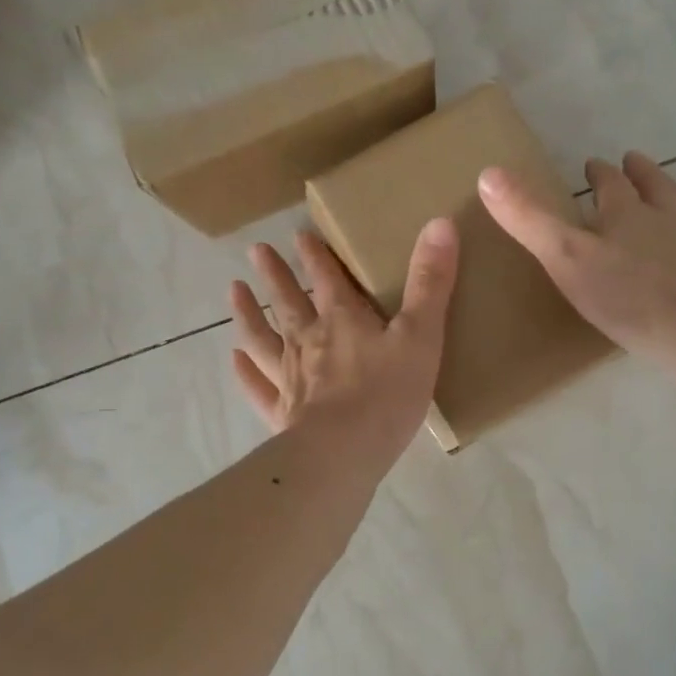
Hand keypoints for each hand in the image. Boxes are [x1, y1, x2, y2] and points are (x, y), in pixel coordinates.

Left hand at [229, 222, 459, 466]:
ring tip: (234, 291)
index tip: (299, 235)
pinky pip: (258, 388)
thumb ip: (431, 282)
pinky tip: (236, 359)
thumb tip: (441, 222)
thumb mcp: (421, 335)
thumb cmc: (387, 394)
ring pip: (263, 338)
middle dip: (275, 274)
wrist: (344, 453)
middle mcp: (309, 342)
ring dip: (248, 313)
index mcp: (343, 321)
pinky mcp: (282, 414)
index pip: (327, 279)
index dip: (315, 256)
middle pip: (288, 302)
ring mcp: (290, 378)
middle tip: (256, 251)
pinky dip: (245, 372)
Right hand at [480, 151, 675, 361]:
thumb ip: (527, 217)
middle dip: (644, 173)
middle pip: (658, 188)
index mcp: (627, 215)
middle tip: (635, 162)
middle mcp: (667, 222)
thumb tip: (489, 173)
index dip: (601, 172)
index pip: (611, 183)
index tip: (594, 164)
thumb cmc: (621, 294)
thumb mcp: (562, 255)